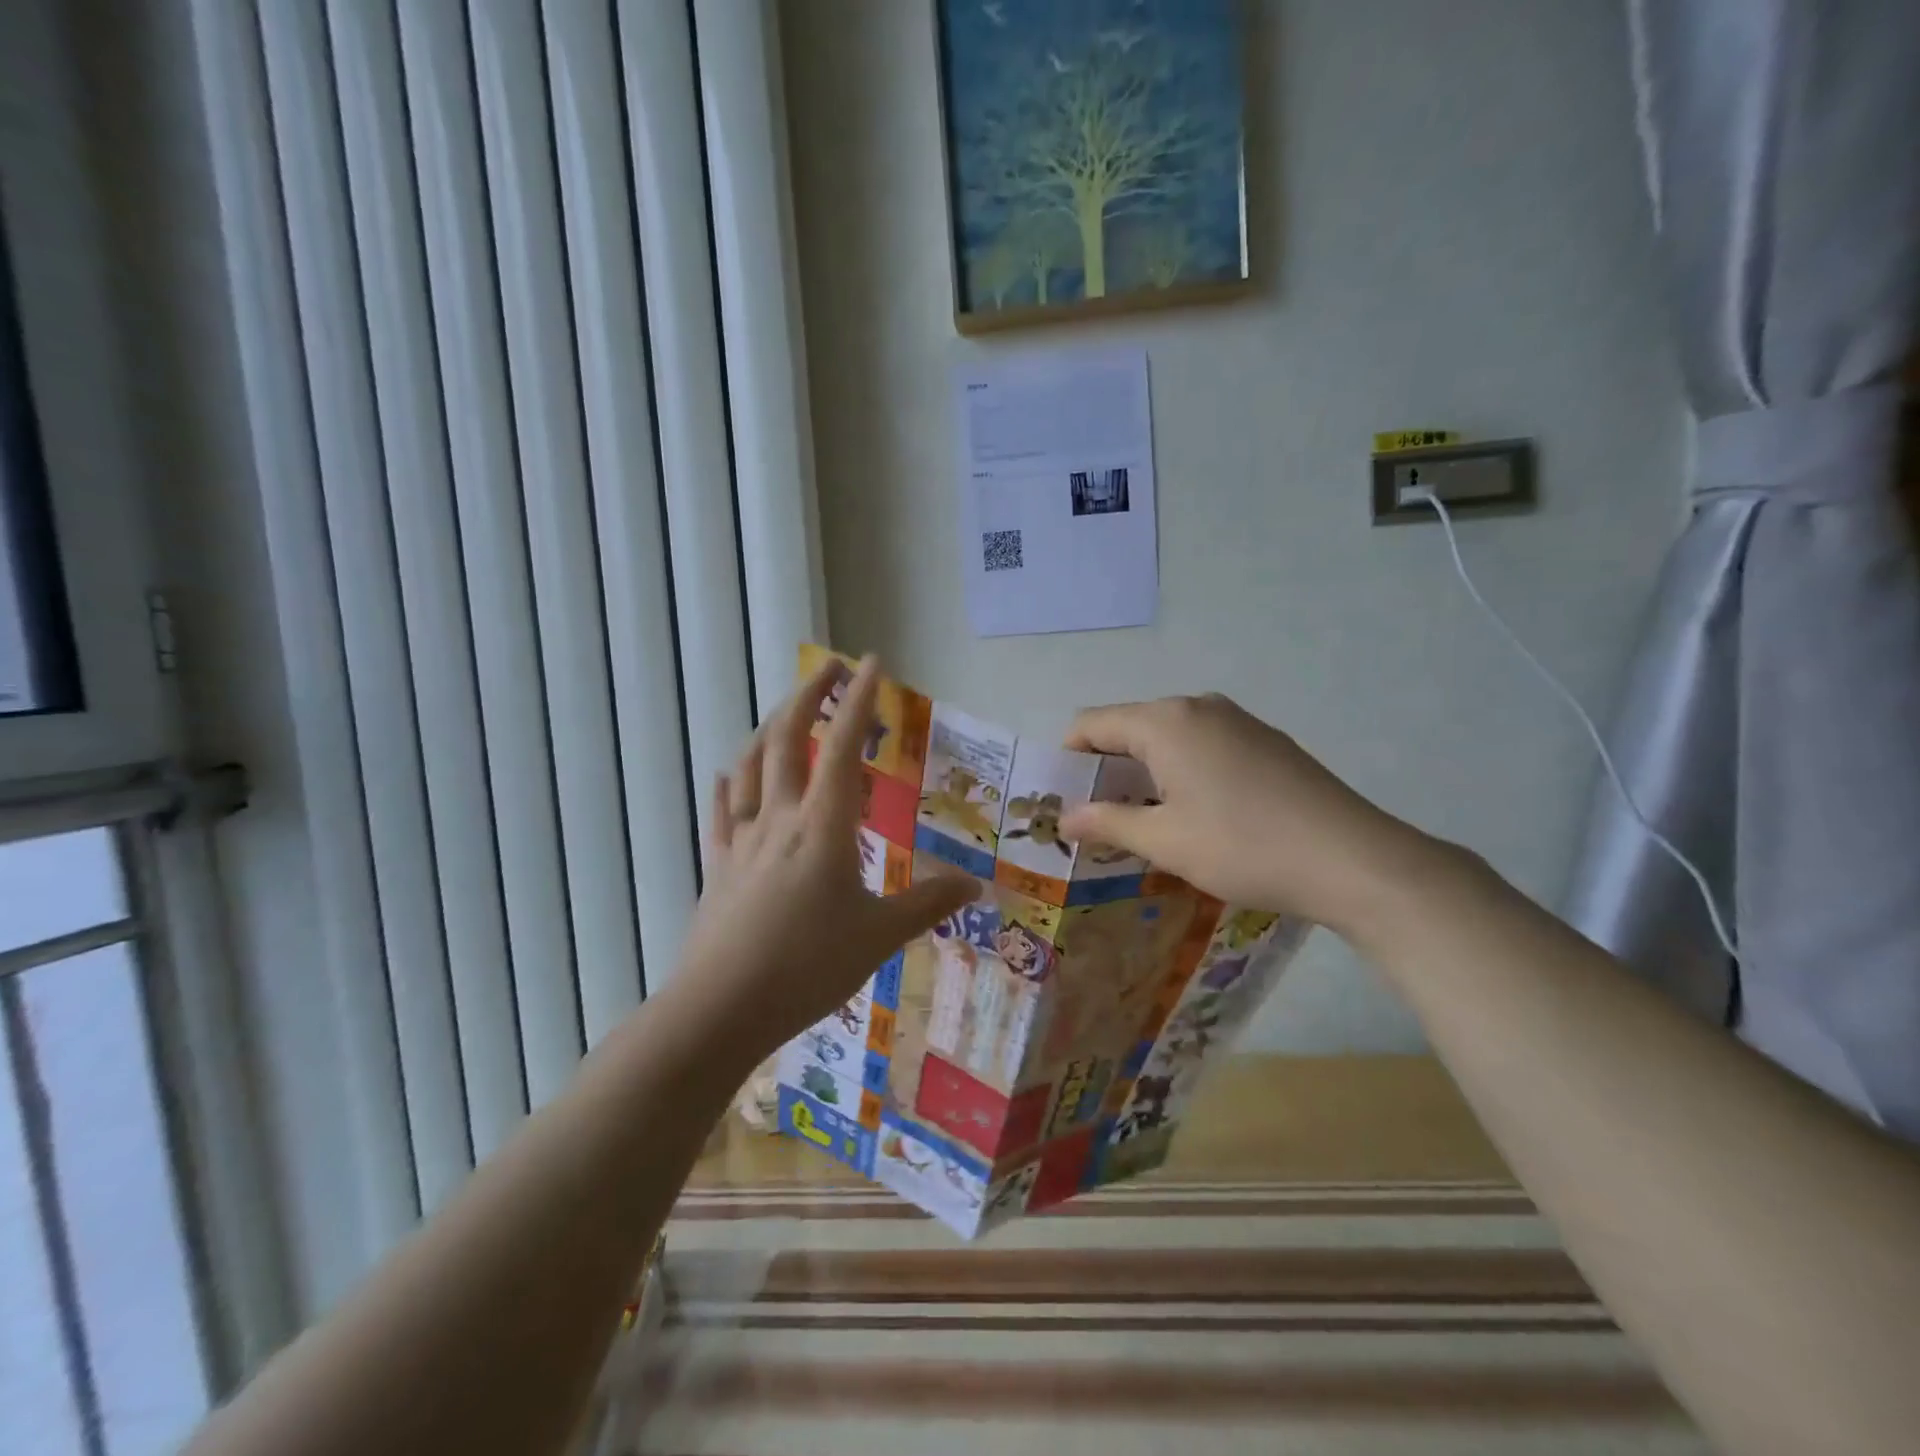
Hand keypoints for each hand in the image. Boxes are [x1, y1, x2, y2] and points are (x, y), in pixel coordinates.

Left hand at [674, 655, 975, 1055]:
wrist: (720, 1009)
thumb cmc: (807, 967)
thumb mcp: (880, 937)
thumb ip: (928, 905)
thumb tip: (976, 886)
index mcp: (823, 826)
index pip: (844, 747)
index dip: (859, 700)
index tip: (871, 663)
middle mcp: (780, 818)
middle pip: (789, 739)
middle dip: (809, 695)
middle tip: (829, 667)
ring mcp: (744, 839)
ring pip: (752, 766)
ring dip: (771, 728)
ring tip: (788, 712)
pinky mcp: (719, 866)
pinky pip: (723, 811)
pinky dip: (729, 784)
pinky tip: (728, 774)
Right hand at [1058, 694, 1447, 934]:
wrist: (1353, 859)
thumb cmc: (1243, 846)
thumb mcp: (1165, 841)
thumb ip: (1107, 822)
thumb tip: (1065, 817)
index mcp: (1165, 721)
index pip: (1091, 723)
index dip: (1068, 760)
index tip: (1064, 802)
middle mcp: (1198, 706)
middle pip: (1130, 727)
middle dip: (1107, 769)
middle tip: (1098, 819)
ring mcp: (1238, 720)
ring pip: (1169, 738)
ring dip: (1145, 773)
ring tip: (1146, 823)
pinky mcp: (1266, 741)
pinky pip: (1204, 746)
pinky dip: (1182, 772)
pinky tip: (1198, 815)